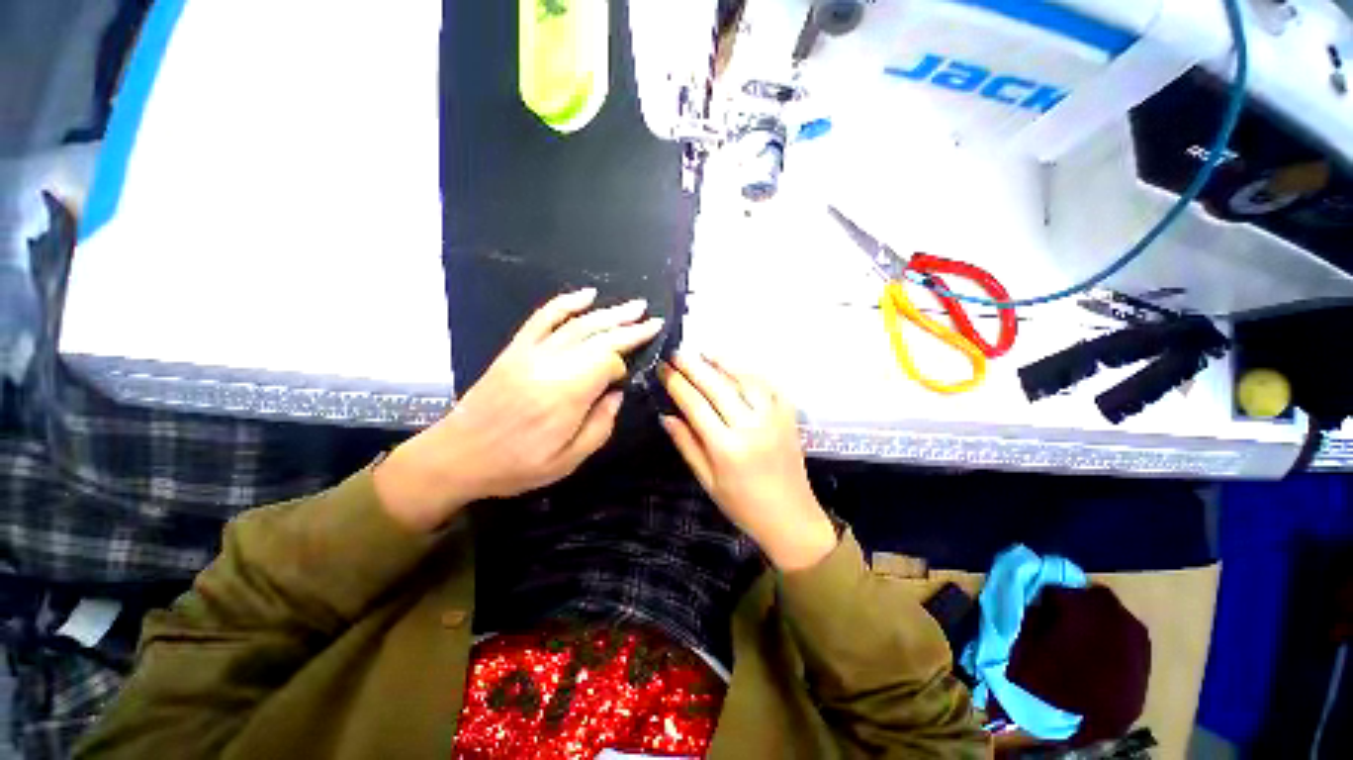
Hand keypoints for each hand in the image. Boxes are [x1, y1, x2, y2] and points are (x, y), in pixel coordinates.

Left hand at [376, 288, 662, 531]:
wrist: (458, 455)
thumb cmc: (516, 465)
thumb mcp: (568, 460)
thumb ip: (600, 426)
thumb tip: (617, 394)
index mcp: (566, 395)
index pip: (607, 362)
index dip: (623, 366)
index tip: (625, 379)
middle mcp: (551, 365)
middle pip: (598, 337)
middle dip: (629, 327)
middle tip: (654, 319)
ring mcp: (531, 352)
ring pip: (578, 324)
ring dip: (609, 313)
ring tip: (635, 307)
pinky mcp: (516, 348)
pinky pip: (543, 317)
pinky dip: (566, 303)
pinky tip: (587, 295)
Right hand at [659, 354, 836, 570]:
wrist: (791, 518)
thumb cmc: (743, 506)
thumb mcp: (708, 481)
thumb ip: (687, 445)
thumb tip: (666, 416)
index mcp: (726, 447)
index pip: (695, 405)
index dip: (677, 383)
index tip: (663, 368)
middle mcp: (751, 426)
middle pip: (717, 386)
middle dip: (694, 365)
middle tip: (677, 352)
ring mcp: (773, 417)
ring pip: (744, 378)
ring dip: (722, 361)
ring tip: (704, 351)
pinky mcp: (789, 415)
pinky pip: (768, 384)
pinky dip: (751, 371)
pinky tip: (736, 365)